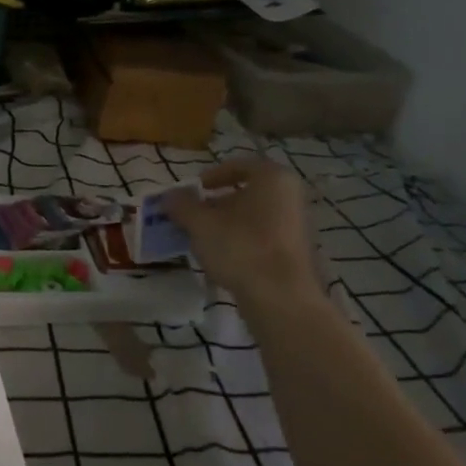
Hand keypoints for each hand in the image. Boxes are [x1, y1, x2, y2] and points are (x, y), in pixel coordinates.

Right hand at [165, 158, 324, 308]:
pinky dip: (239, 243)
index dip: (211, 176)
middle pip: (245, 193)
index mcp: (273, 179)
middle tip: (191, 218)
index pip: (238, 166)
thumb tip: (169, 197)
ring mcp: (296, 226)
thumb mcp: (200, 223)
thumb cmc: (240, 247)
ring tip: (200, 241)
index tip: (192, 191)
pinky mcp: (294, 254)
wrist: (281, 299)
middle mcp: (290, 197)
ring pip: (252, 217)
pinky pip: (260, 238)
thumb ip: (182, 205)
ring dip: (224, 225)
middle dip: (215, 204)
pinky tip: (221, 260)